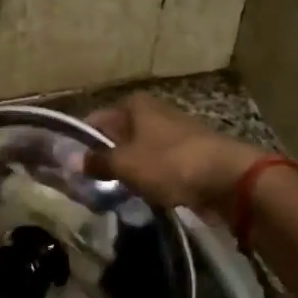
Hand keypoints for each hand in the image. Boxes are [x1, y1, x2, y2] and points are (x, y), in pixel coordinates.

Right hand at [85, 93, 268, 214]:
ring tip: (112, 191)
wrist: (228, 178)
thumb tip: (72, 160)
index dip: (81, 141)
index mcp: (135, 105)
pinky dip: (149, 176)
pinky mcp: (190, 153)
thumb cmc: (170, 163)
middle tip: (88, 183)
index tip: (69, 165)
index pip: (96, 119)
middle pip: (118, 134)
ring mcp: (173, 132)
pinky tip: (142, 193)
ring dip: (127, 168)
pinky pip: (158, 164)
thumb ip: (97, 162)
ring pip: (138, 150)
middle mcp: (153, 112)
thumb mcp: (125, 164)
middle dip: (104, 156)